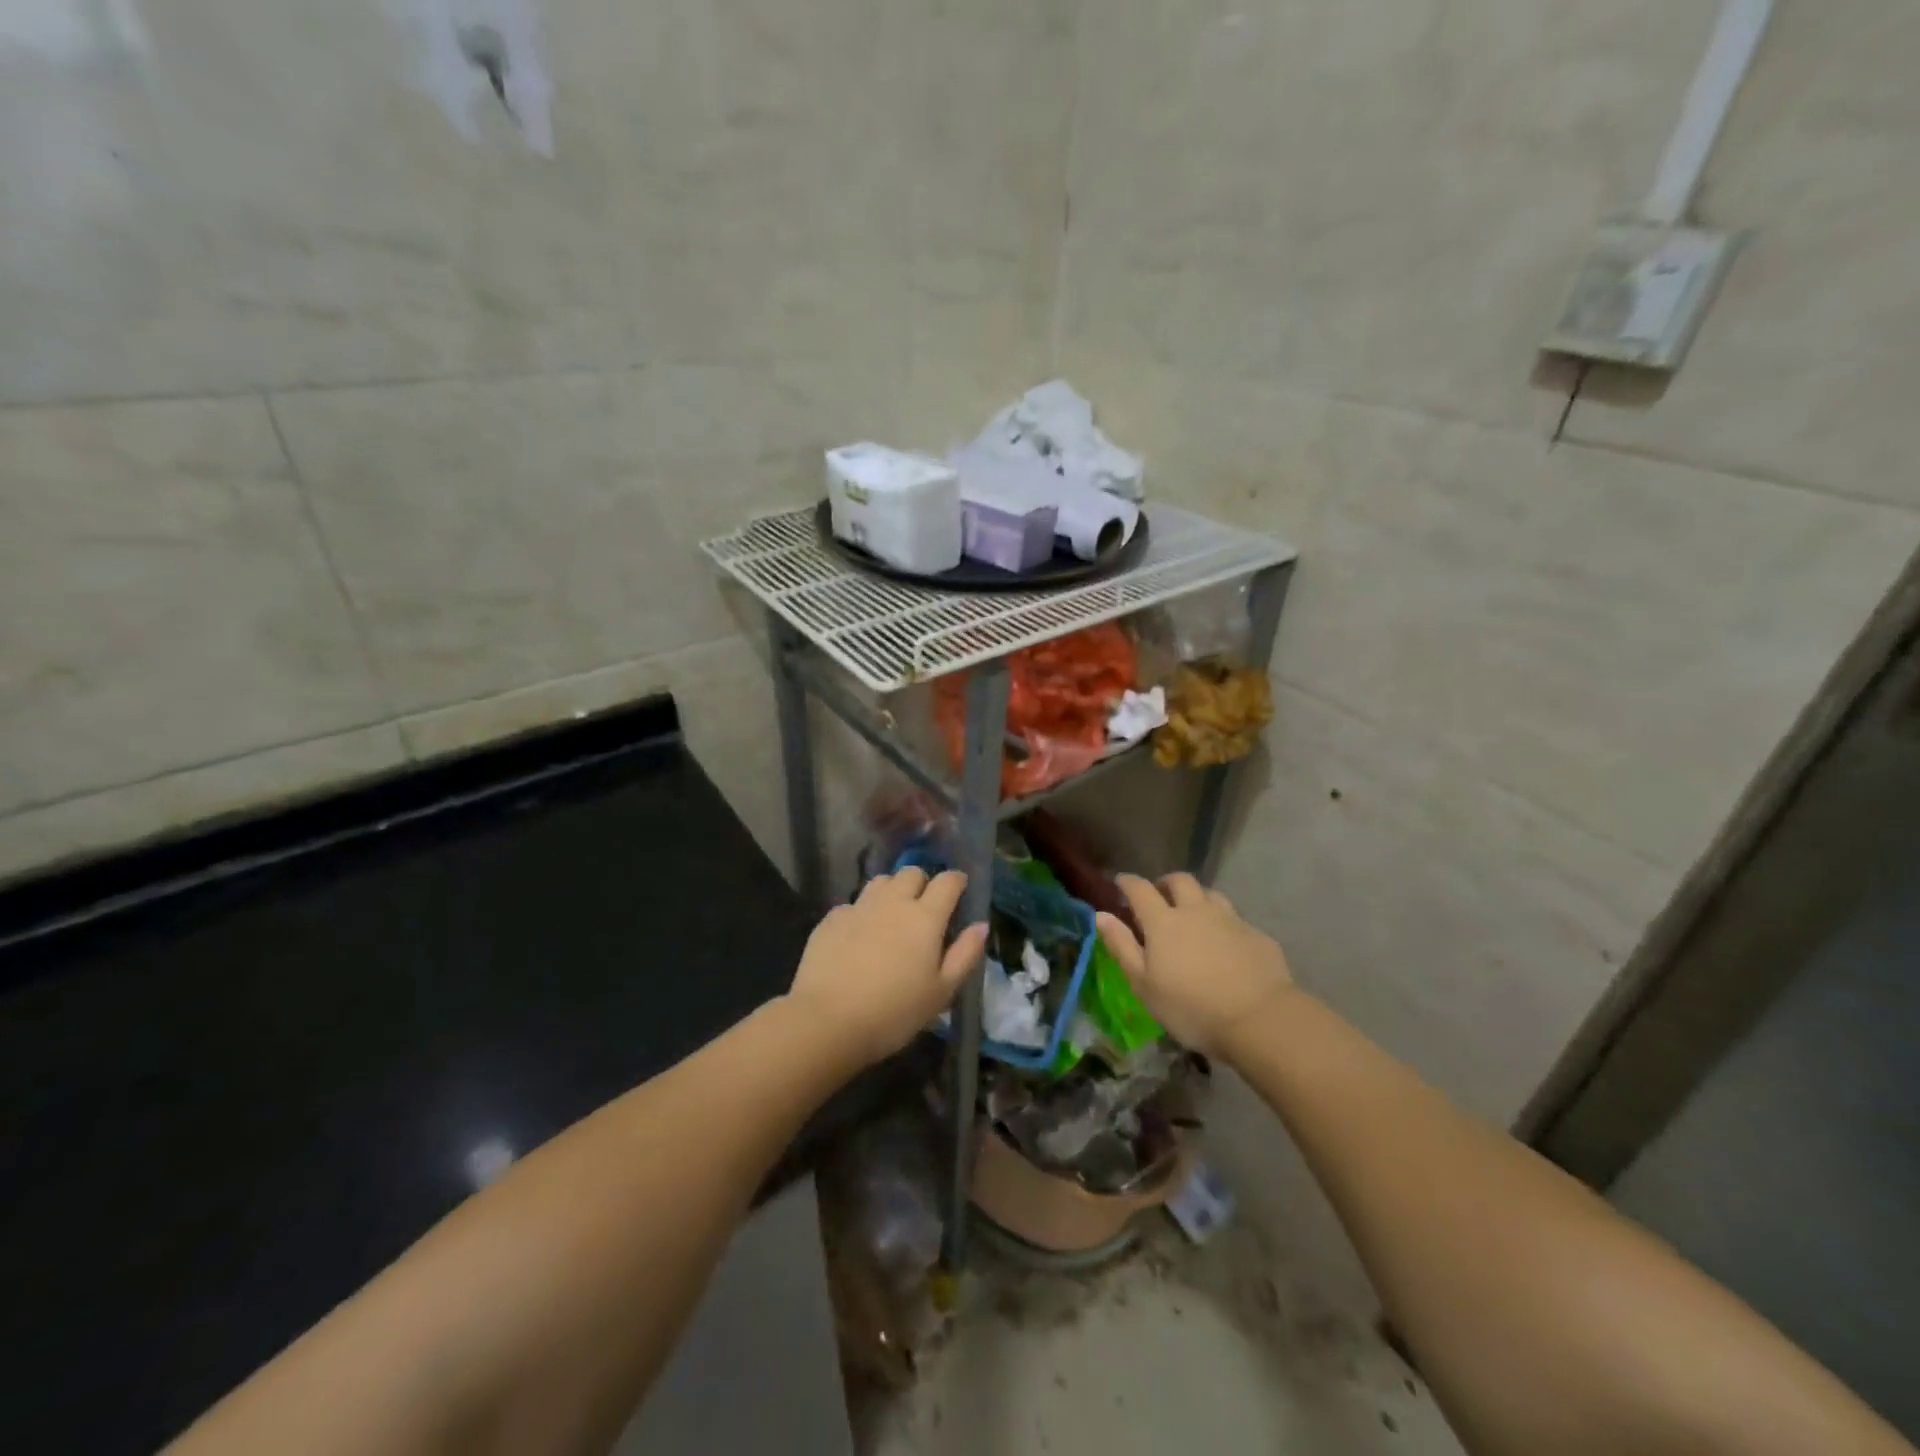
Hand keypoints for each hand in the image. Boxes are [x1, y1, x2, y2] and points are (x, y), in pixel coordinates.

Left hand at [784, 868, 987, 1066]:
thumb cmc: (894, 1012)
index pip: (947, 881)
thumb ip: (965, 954)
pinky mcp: (831, 919)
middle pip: (912, 873)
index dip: (956, 881)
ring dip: (892, 890)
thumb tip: (981, 925)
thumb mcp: (941, 992)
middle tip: (924, 907)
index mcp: (925, 917)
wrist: (828, 1021)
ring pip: (881, 882)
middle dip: (922, 882)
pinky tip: (859, 936)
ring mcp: (859, 907)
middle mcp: (893, 902)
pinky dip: (862, 912)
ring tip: (892, 915)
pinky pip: (853, 904)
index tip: (960, 890)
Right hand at [1096, 873, 1294, 1059]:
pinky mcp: (1256, 935)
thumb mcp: (1144, 985)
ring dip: (1197, 898)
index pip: (1140, 889)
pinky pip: (1235, 919)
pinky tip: (1225, 943)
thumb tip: (1100, 915)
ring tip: (1193, 915)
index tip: (1120, 882)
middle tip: (1159, 896)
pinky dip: (1223, 923)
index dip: (1127, 882)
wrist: (1260, 1020)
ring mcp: (1230, 920)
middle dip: (1165, 883)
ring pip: (1210, 894)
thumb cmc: (1191, 1008)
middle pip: (1180, 881)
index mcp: (1163, 921)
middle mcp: (1196, 911)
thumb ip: (1122, 947)